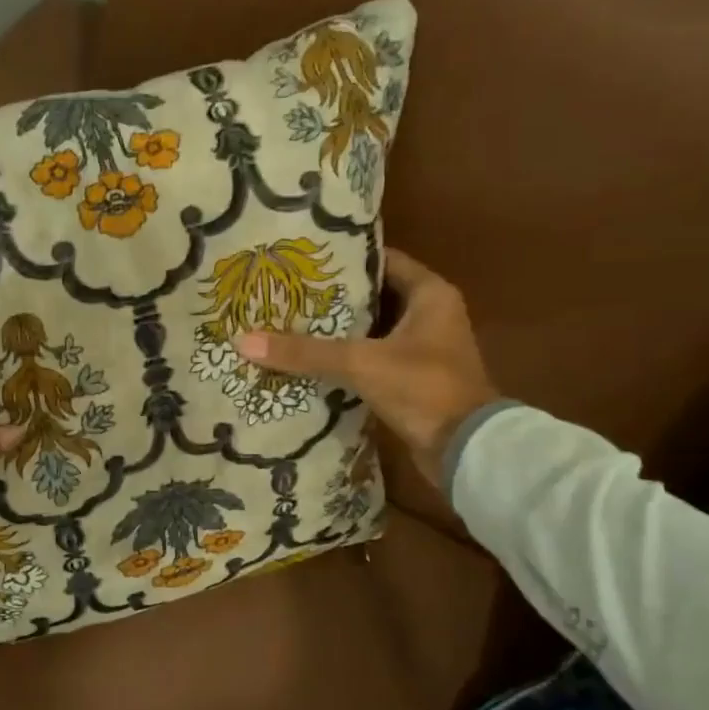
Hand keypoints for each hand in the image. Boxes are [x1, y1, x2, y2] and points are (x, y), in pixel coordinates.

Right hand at [233, 249, 497, 489]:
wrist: (465, 450)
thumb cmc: (423, 388)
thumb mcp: (360, 363)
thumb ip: (304, 351)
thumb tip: (243, 340)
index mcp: (430, 295)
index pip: (382, 261)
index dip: (344, 259)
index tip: (302, 260)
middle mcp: (430, 316)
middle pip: (372, 297)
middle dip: (330, 298)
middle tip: (284, 294)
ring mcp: (422, 351)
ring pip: (369, 331)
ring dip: (334, 332)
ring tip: (286, 325)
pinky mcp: (411, 381)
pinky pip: (370, 360)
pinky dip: (343, 360)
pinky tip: (307, 362)